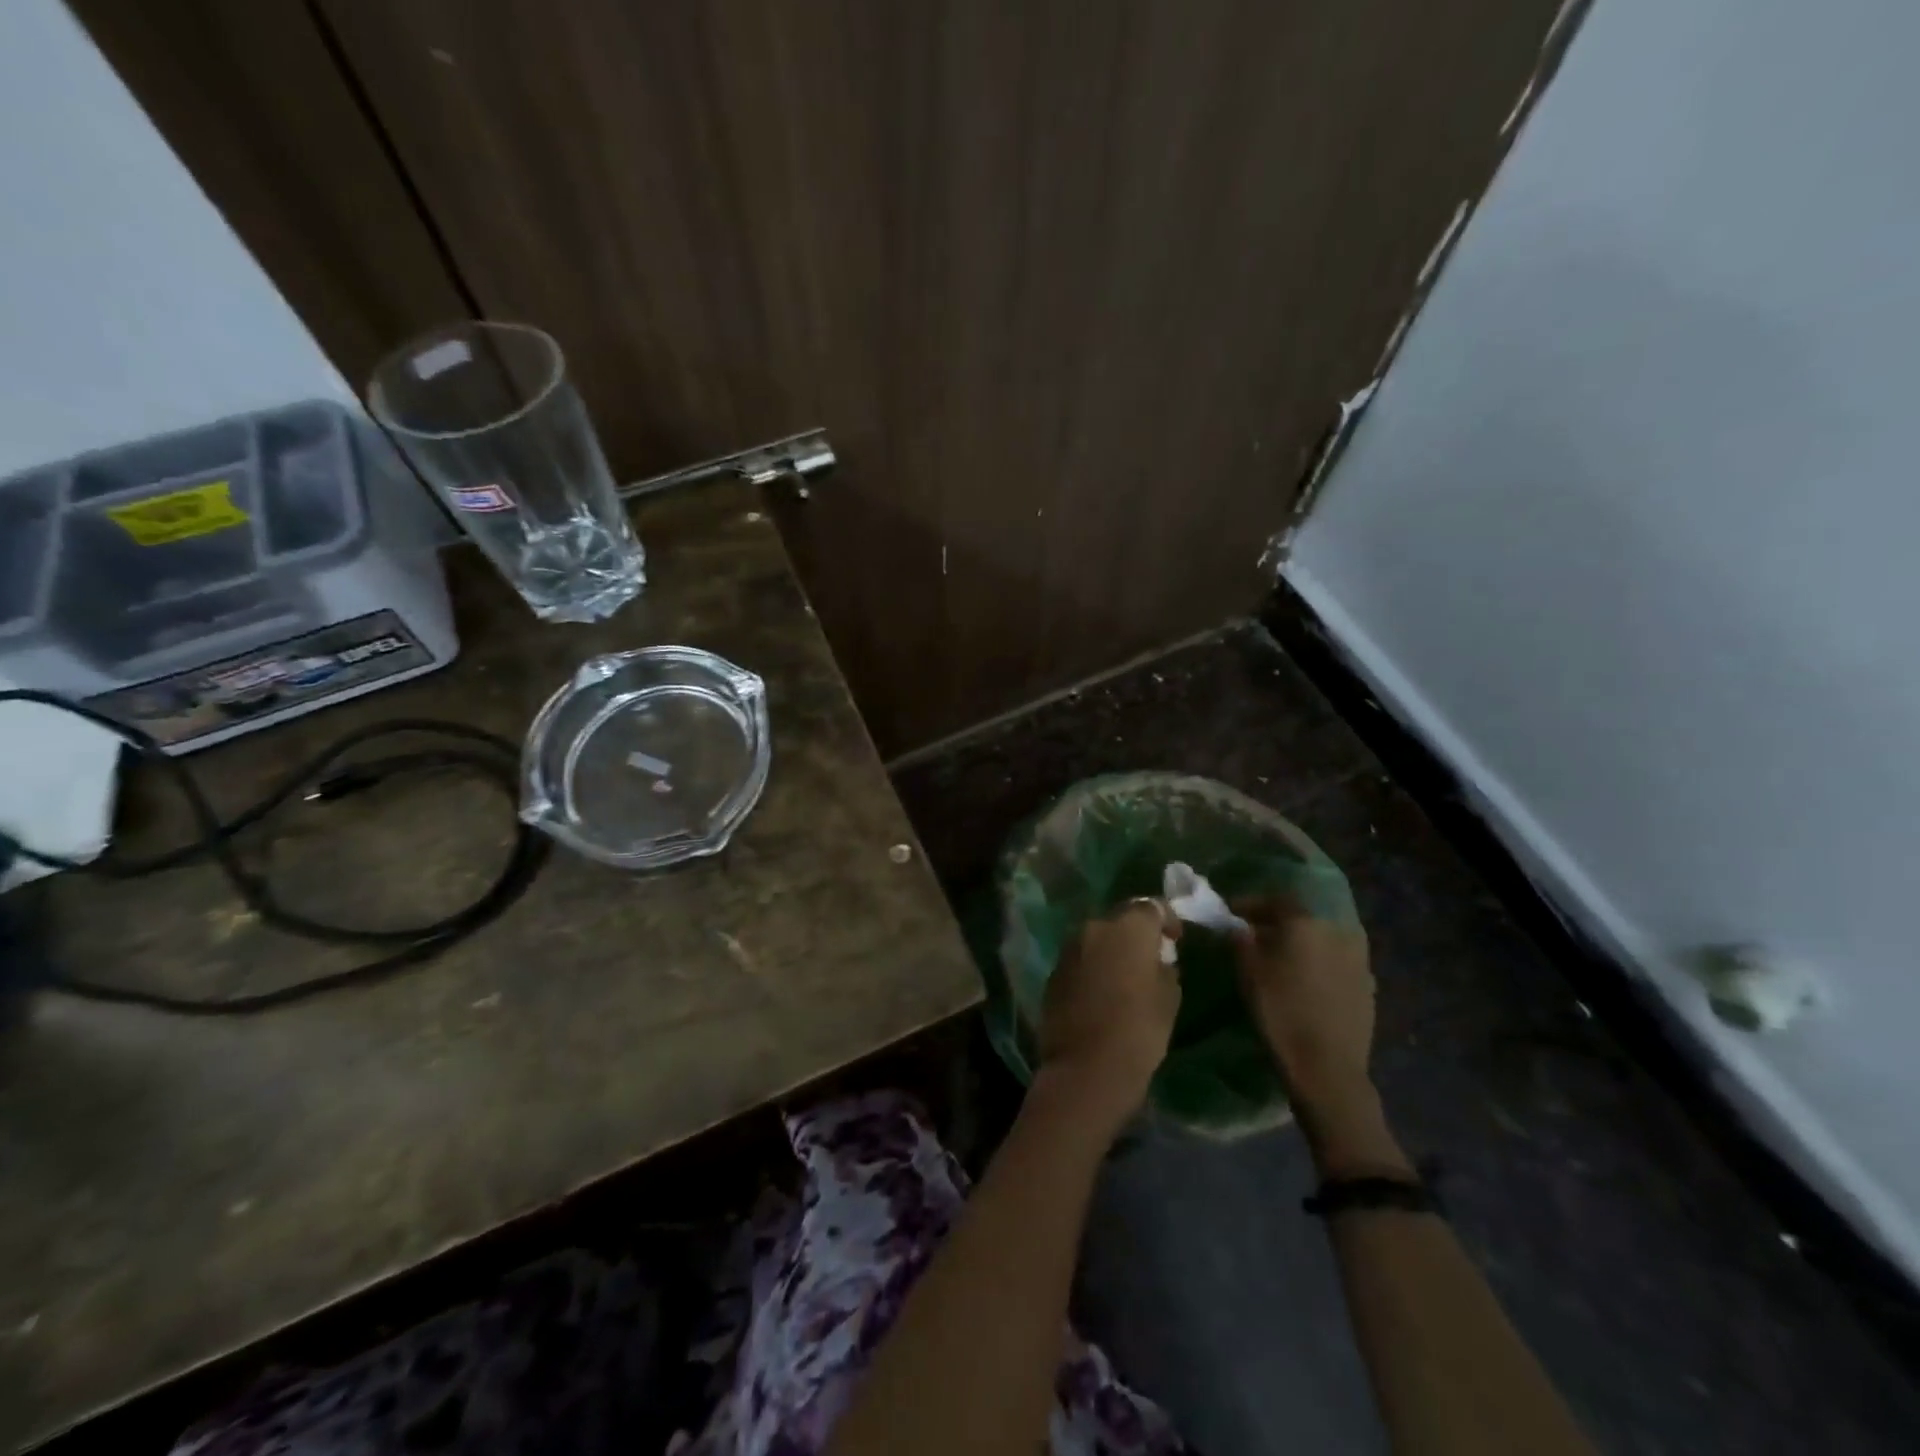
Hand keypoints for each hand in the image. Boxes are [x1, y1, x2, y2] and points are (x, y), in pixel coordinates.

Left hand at [1036, 901, 1181, 1136]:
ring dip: (1113, 950)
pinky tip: (1103, 992)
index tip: (1175, 939)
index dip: (1166, 919)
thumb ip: (1164, 966)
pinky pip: (1081, 960)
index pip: (1151, 906)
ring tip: (1126, 976)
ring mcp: (1070, 948)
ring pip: (1098, 939)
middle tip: (1151, 957)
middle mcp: (1095, 927)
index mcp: (1128, 927)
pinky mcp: (1054, 971)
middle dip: (1137, 933)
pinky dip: (1094, 967)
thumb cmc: (1139, 1031)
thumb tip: (1157, 959)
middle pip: (1121, 920)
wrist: (1086, 1068)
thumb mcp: (1169, 996)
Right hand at [1231, 896, 1374, 1117]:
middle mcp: (1338, 931)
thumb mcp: (1249, 973)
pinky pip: (1337, 961)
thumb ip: (1242, 941)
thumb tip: (1240, 926)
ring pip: (1322, 939)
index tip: (1233, 913)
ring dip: (1301, 943)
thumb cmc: (1281, 1013)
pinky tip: (1306, 980)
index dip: (1252, 904)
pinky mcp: (1368, 985)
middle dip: (1277, 923)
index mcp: (1306, 923)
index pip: (1276, 900)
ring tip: (1281, 959)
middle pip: (1302, 918)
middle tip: (1255, 935)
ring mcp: (1359, 959)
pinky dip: (1319, 963)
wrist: (1327, 1068)